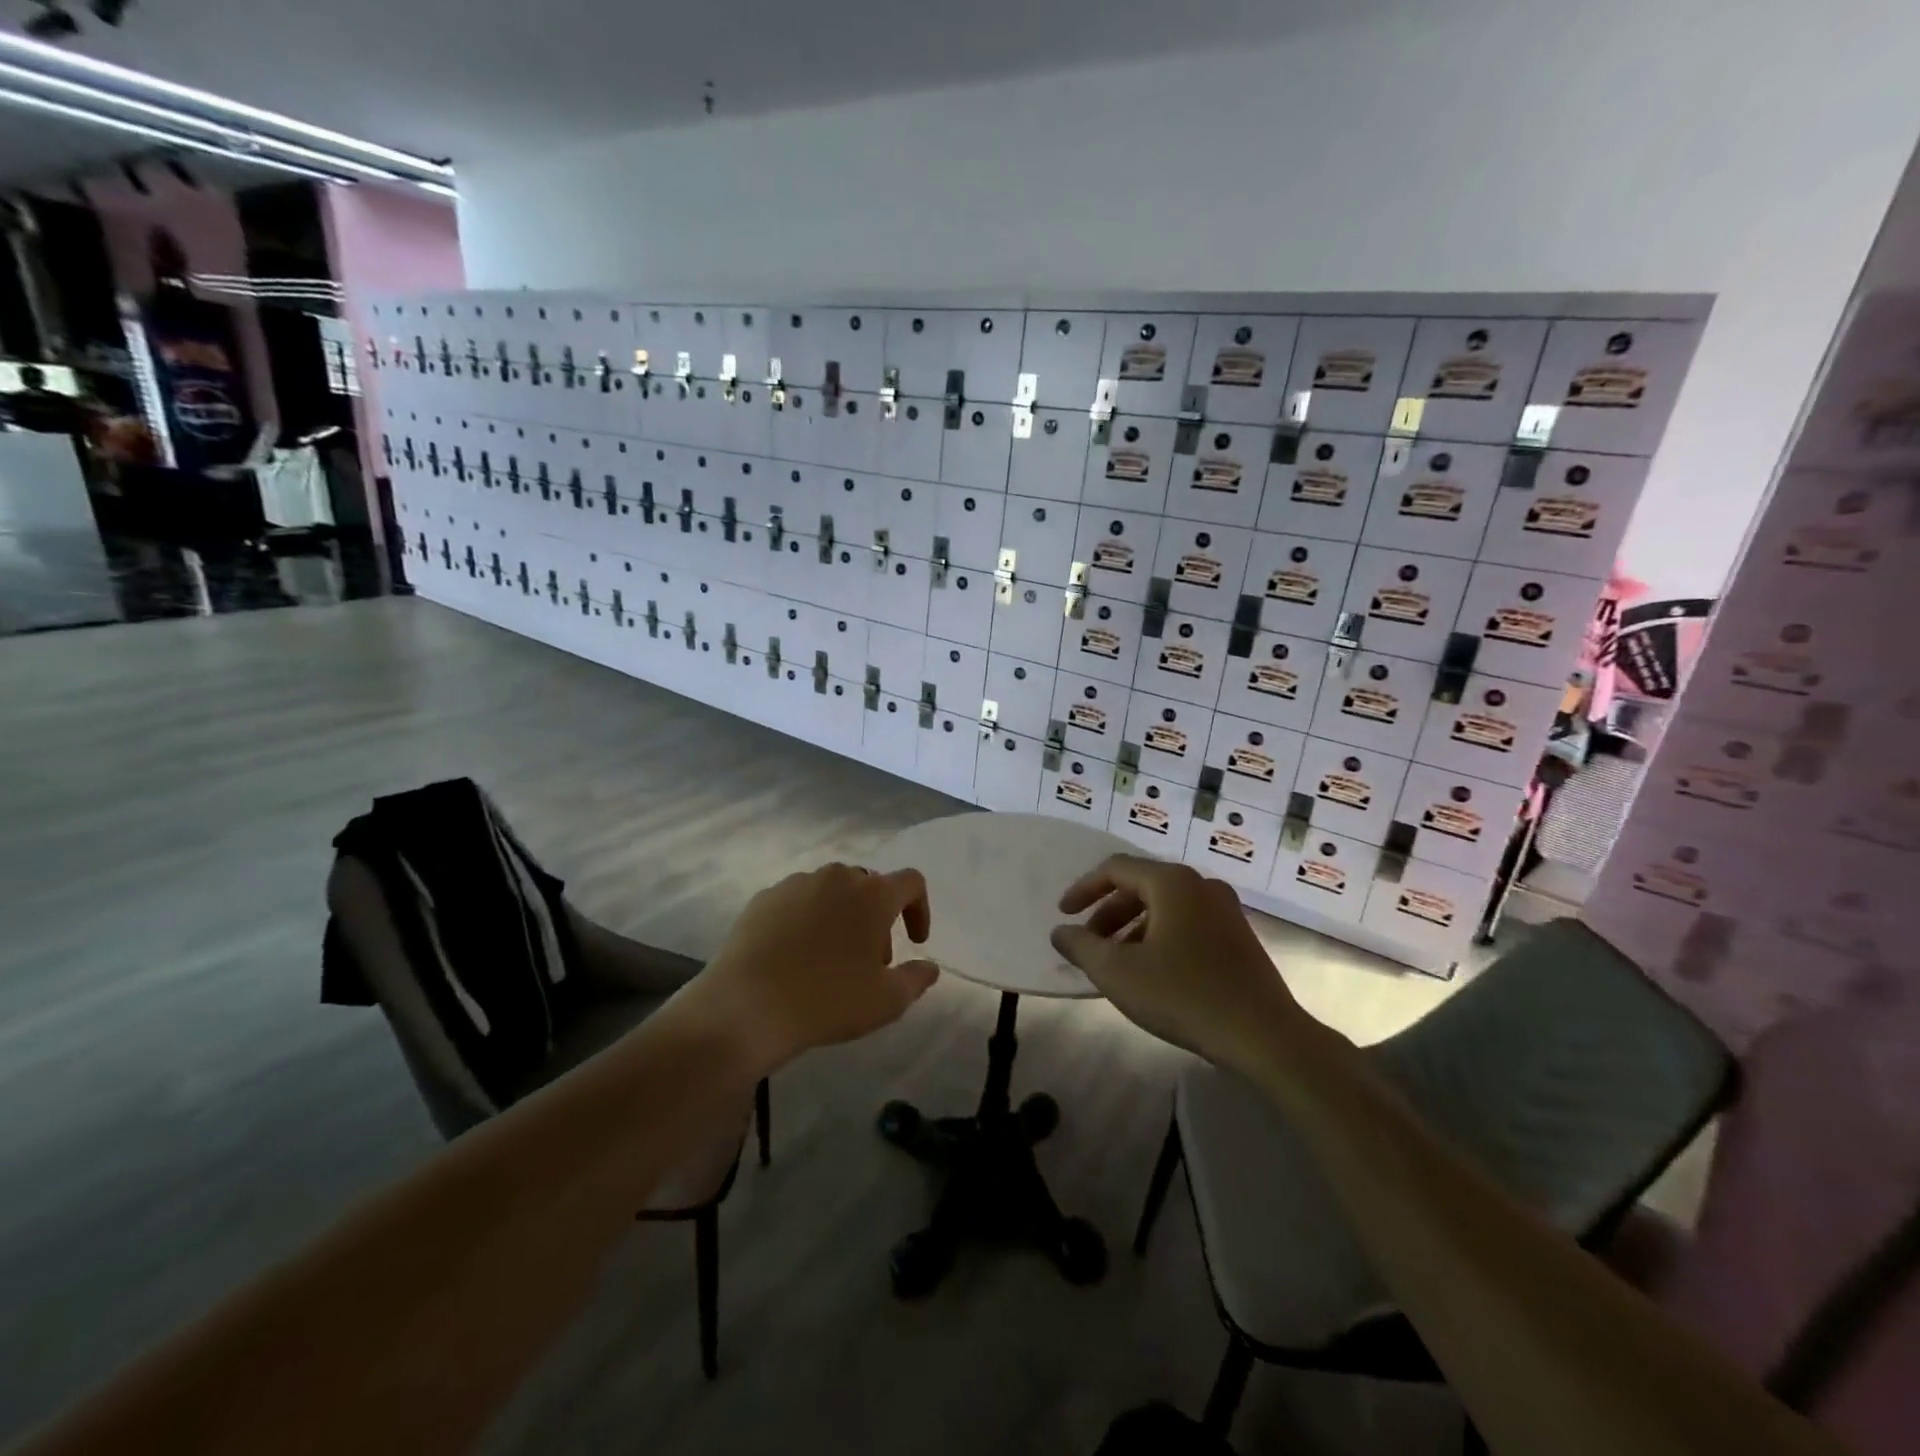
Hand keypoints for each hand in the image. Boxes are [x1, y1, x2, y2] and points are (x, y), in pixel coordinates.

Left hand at [687, 863, 939, 1072]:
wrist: (746, 1006)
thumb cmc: (828, 1000)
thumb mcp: (886, 1001)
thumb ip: (917, 979)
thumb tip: (930, 967)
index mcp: (873, 894)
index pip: (911, 882)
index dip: (919, 908)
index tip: (915, 941)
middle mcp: (837, 877)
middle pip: (869, 885)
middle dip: (877, 917)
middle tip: (871, 960)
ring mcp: (797, 884)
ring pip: (831, 891)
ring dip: (842, 916)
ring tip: (831, 959)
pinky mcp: (764, 898)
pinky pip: (797, 901)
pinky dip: (807, 920)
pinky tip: (795, 956)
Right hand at [1050, 855, 1305, 1070]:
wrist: (1265, 1036)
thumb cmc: (1184, 995)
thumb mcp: (1118, 972)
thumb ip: (1082, 946)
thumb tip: (1062, 932)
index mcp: (1172, 882)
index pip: (1115, 868)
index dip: (1083, 889)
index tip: (1064, 915)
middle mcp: (1201, 885)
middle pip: (1141, 886)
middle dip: (1108, 913)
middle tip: (1090, 944)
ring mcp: (1225, 910)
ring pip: (1165, 907)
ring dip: (1133, 928)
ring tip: (1118, 964)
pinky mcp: (1239, 937)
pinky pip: (1187, 923)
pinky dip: (1160, 937)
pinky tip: (1154, 973)